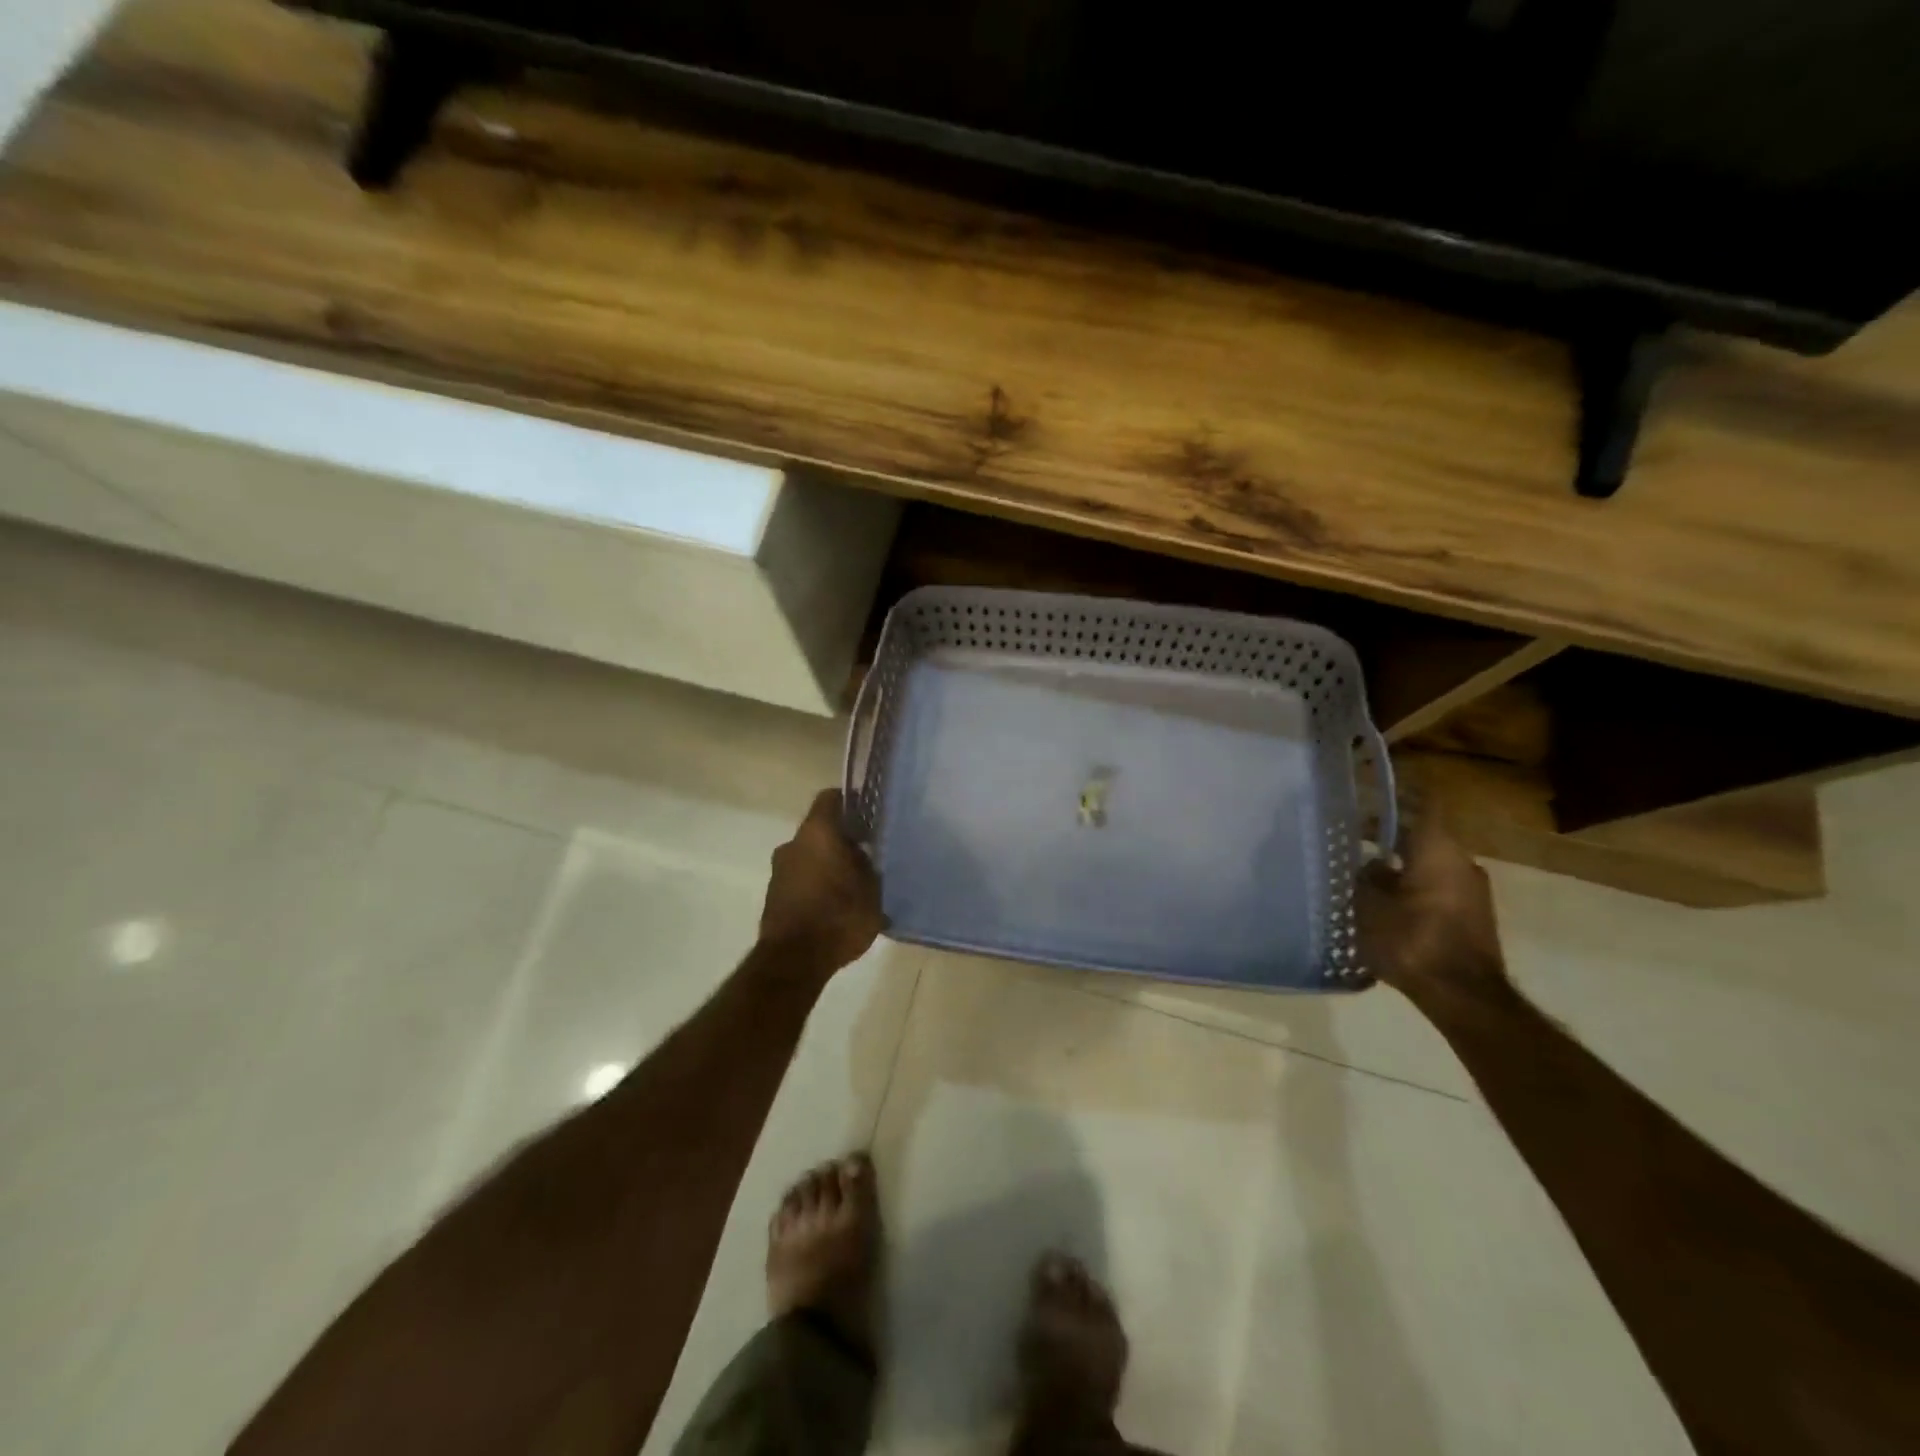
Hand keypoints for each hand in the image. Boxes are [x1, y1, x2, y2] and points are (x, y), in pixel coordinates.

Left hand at [759, 789, 884, 971]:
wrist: (794, 960)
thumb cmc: (839, 916)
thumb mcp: (872, 890)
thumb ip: (869, 867)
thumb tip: (865, 859)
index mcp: (818, 832)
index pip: (831, 798)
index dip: (851, 802)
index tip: (869, 816)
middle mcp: (793, 844)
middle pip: (821, 830)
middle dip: (843, 841)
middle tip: (868, 857)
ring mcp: (779, 870)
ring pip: (810, 856)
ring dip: (829, 865)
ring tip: (854, 887)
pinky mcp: (774, 895)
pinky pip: (801, 880)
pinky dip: (817, 886)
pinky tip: (837, 907)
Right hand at [1356, 808, 1510, 1013]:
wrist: (1463, 997)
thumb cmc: (1411, 940)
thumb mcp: (1369, 905)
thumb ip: (1365, 877)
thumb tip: (1370, 865)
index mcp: (1438, 849)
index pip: (1422, 803)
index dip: (1397, 793)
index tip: (1370, 791)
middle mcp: (1462, 861)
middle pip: (1423, 835)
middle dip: (1389, 835)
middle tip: (1353, 838)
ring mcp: (1473, 891)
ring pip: (1430, 864)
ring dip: (1401, 865)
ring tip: (1365, 874)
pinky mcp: (1473, 917)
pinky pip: (1438, 888)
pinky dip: (1413, 887)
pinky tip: (1387, 903)